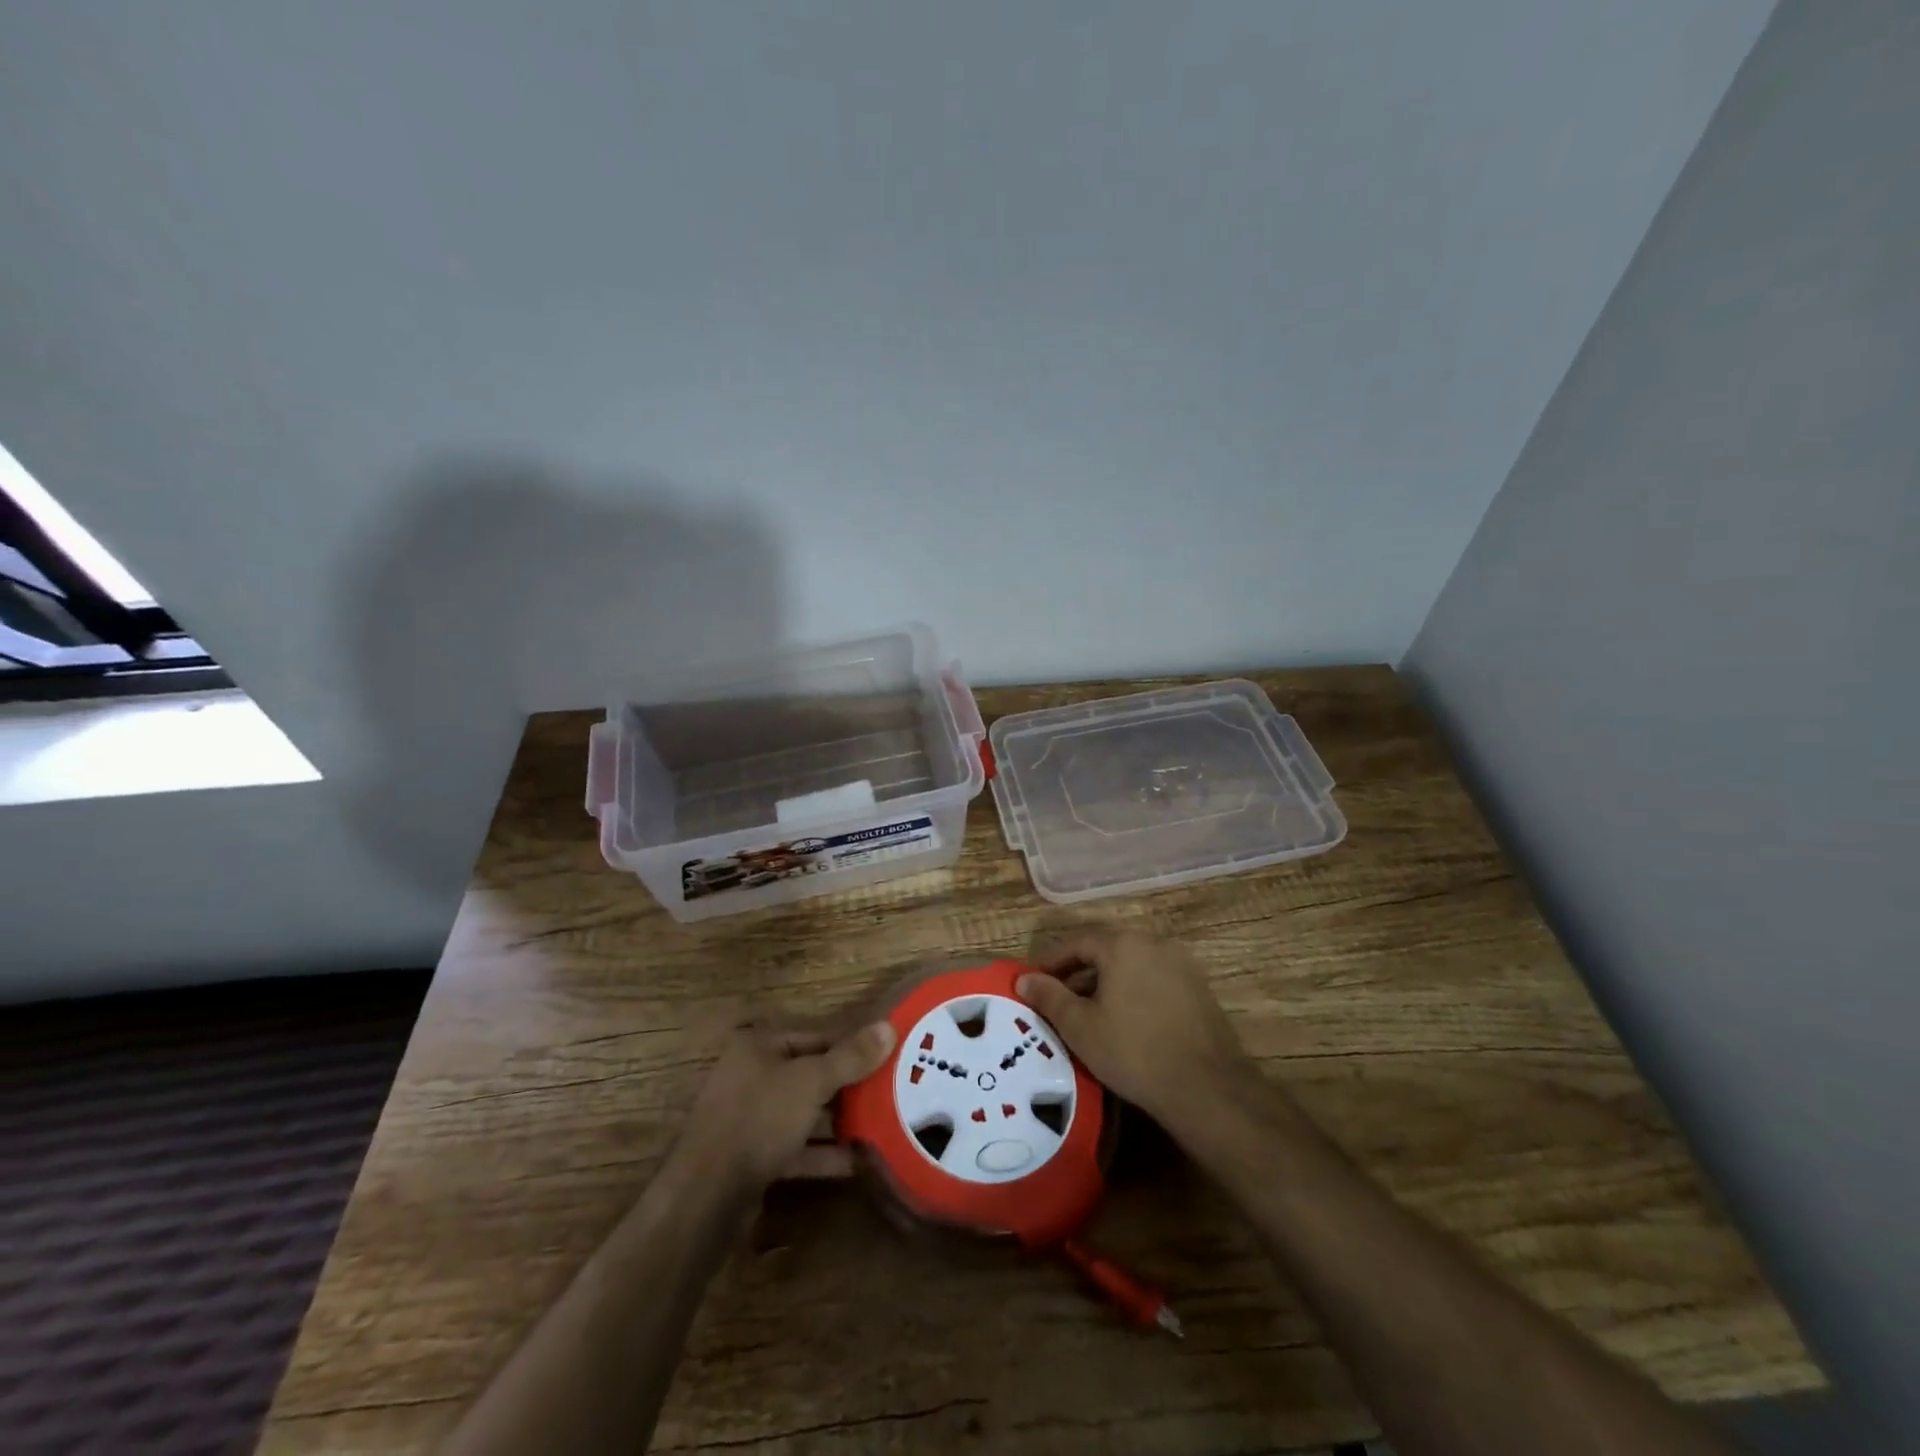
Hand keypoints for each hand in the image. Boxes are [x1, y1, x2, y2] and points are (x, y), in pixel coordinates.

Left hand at [674, 1018, 896, 1192]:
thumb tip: (889, 1027)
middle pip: (810, 1075)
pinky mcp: (751, 1158)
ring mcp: (748, 1119)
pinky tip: (856, 1163)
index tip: (888, 1057)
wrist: (705, 1196)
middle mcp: (751, 1076)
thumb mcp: (811, 1082)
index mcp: (759, 1046)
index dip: (852, 1045)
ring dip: (838, 1122)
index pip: (816, 1036)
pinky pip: (794, 1148)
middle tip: (891, 1093)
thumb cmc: (759, 1119)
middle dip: (848, 1086)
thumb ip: (850, 1057)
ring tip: (881, 1126)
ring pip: (803, 1114)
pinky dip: (822, 1154)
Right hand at [1017, 931, 1257, 1131]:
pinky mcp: (1200, 990)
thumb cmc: (1133, 1051)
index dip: (1052, 962)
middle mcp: (1154, 944)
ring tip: (1089, 1014)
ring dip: (1107, 984)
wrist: (1206, 1087)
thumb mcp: (1080, 1026)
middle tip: (1059, 1000)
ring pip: (1132, 966)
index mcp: (1123, 944)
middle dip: (1079, 973)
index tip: (1035, 983)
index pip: (1078, 943)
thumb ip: (1049, 997)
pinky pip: (1155, 981)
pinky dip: (1134, 993)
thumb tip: (1024, 978)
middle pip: (1107, 951)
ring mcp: (1182, 965)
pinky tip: (1126, 1022)